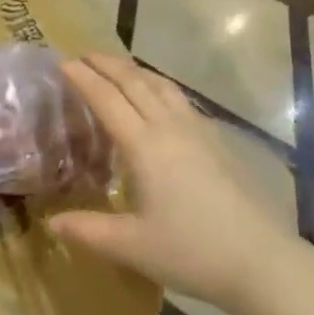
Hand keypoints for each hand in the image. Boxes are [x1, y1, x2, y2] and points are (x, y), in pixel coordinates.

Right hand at [48, 54, 298, 314]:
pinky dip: (159, 86)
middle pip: (134, 82)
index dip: (84, 79)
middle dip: (107, 64)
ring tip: (118, 67)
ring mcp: (198, 129)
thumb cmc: (192, 252)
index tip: (64, 62)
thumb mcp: (133, 247)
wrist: (261, 259)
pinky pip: (180, 98)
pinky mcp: (217, 140)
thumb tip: (52, 222)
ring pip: (161, 85)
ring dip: (135, 70)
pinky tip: (160, 99)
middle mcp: (169, 126)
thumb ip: (89, 231)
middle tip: (84, 55)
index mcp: (144, 146)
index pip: (107, 99)